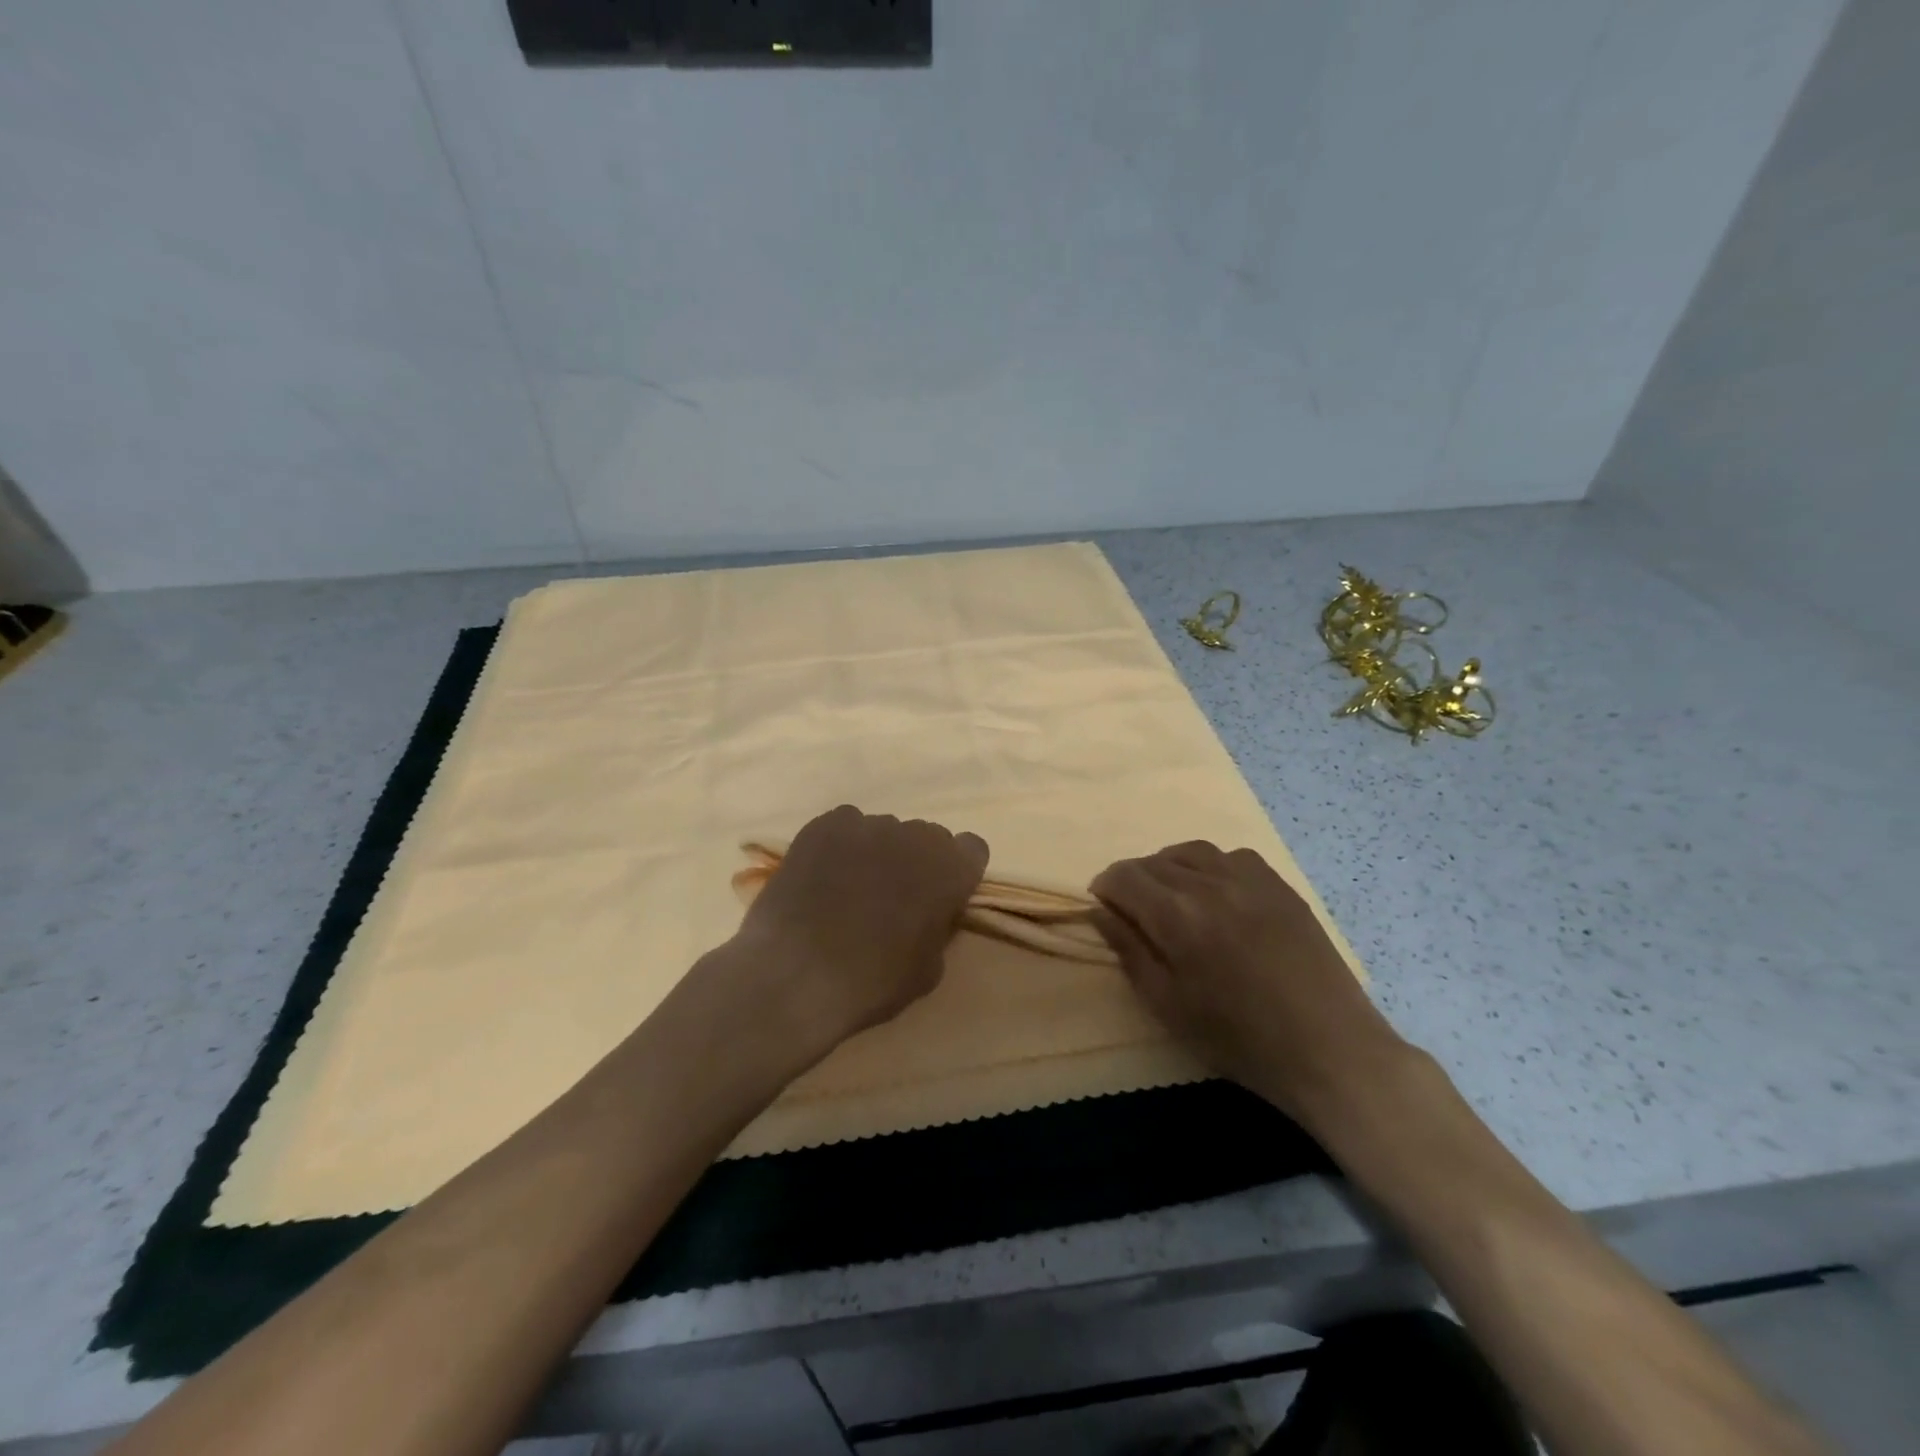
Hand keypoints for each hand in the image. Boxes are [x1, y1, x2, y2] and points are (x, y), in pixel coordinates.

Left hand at [719, 805, 988, 1064]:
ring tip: (849, 890)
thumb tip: (931, 914)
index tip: (940, 897)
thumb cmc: (872, 982)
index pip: (972, 849)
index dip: (957, 872)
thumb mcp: (928, 970)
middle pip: (927, 837)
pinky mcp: (824, 825)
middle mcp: (914, 835)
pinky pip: (845, 826)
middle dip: (917, 861)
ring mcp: (867, 824)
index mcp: (949, 868)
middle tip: (893, 897)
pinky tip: (823, 878)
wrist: (795, 975)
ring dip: (877, 854)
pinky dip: (840, 846)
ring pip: (884, 831)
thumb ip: (939, 928)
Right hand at [1090, 841, 1404, 1132]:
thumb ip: (1129, 950)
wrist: (1329, 1050)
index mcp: (1177, 915)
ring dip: (1169, 867)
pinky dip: (1211, 867)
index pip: (1124, 876)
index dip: (1105, 888)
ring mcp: (1250, 879)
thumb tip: (1099, 911)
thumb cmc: (1239, 1038)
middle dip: (1134, 880)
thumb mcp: (1168, 1004)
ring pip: (1191, 851)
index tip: (1105, 908)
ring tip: (1172, 897)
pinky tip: (1216, 894)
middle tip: (1135, 912)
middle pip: (1154, 861)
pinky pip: (1232, 856)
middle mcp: (1210, 883)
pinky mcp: (1280, 885)